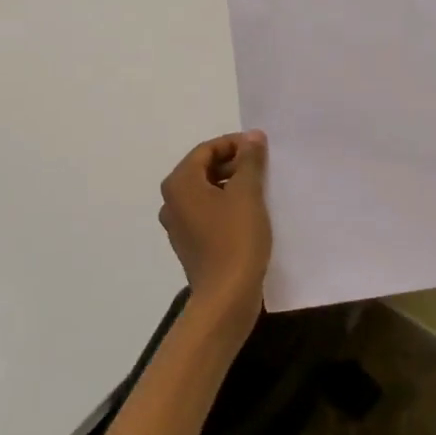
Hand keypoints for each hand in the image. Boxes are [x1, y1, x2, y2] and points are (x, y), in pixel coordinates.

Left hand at [159, 131, 271, 338]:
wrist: (226, 298)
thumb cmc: (235, 239)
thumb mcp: (247, 193)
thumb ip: (250, 160)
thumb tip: (253, 136)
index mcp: (179, 183)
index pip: (206, 150)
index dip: (234, 144)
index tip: (262, 148)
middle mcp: (172, 201)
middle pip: (204, 169)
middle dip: (234, 164)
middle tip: (264, 167)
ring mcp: (179, 225)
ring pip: (207, 192)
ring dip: (232, 185)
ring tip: (261, 188)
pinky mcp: (190, 244)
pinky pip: (208, 213)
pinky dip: (227, 206)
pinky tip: (251, 213)